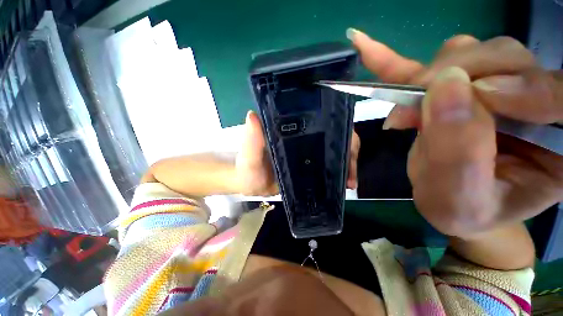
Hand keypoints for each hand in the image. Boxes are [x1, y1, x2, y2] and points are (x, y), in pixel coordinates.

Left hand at [236, 111, 360, 195]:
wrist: (249, 184)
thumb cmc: (247, 168)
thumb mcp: (249, 155)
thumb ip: (251, 140)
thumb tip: (253, 116)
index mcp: (293, 132)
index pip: (321, 122)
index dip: (339, 130)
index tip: (349, 147)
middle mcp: (304, 140)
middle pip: (335, 138)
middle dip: (349, 153)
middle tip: (351, 174)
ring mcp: (309, 155)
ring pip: (335, 154)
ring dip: (347, 165)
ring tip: (350, 183)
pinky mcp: (309, 169)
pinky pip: (328, 169)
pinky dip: (339, 175)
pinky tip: (344, 185)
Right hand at [348, 29, 562, 237]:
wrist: (449, 203)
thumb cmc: (459, 212)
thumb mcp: (459, 200)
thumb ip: (460, 152)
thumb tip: (445, 87)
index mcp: (557, 140)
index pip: (556, 93)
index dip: (522, 87)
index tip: (472, 100)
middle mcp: (535, 102)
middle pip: (505, 61)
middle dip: (454, 83)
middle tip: (414, 115)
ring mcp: (491, 87)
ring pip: (469, 53)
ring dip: (429, 77)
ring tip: (407, 113)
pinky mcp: (455, 86)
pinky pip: (426, 61)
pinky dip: (393, 57)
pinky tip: (364, 45)